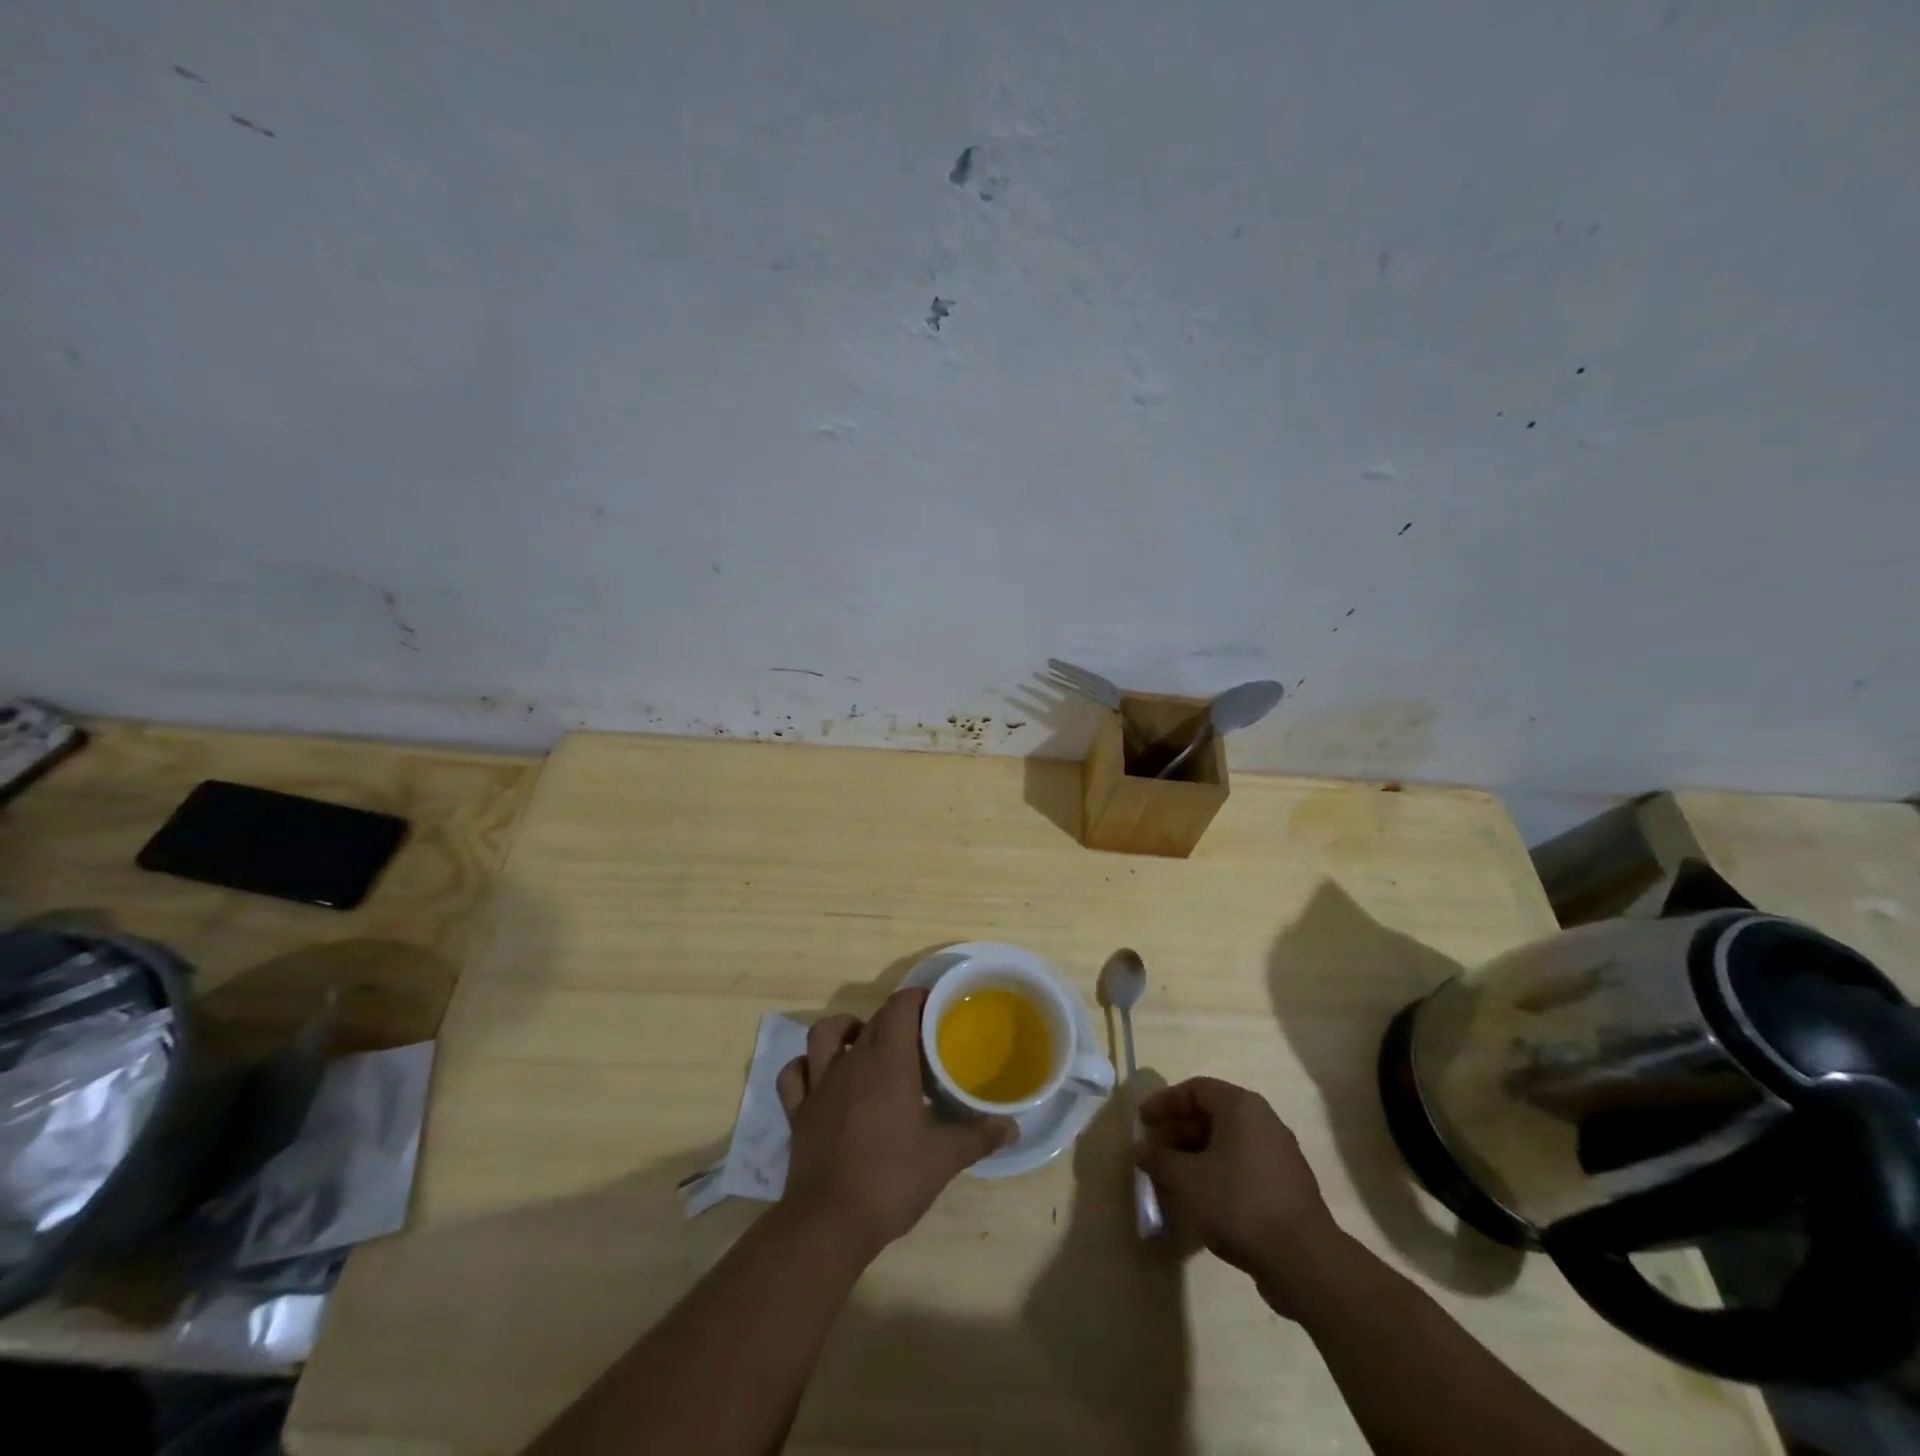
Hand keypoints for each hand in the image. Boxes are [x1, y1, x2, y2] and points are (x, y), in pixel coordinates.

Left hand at [777, 988, 1015, 1252]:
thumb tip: (1013, 1127)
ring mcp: (820, 1085)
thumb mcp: (944, 1158)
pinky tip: (819, 1076)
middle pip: (872, 1021)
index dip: (917, 998)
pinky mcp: (798, 1111)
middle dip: (894, 1019)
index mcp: (888, 1061)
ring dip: (844, 1030)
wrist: (829, 1222)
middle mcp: (852, 1062)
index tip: (936, 1006)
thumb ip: (978, 1136)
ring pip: (824, 1034)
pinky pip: (794, 1075)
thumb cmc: (891, 1179)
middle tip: (918, 1037)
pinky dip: (805, 1067)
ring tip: (863, 1041)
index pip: (900, 1007)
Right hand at [1138, 1076, 1342, 1313]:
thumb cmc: (1238, 1203)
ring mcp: (1280, 1155)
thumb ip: (1159, 1159)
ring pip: (1227, 1145)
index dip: (1164, 1103)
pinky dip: (1217, 1176)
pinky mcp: (1287, 1188)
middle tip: (1155, 1155)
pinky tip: (1201, 1203)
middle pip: (1212, 1116)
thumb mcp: (1186, 1179)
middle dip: (1178, 1134)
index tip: (1143, 1123)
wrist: (1304, 1261)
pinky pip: (1243, 1169)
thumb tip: (1143, 1149)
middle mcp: (1264, 1122)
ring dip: (1196, 1158)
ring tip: (1173, 1182)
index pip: (1195, 1090)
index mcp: (1242, 1107)